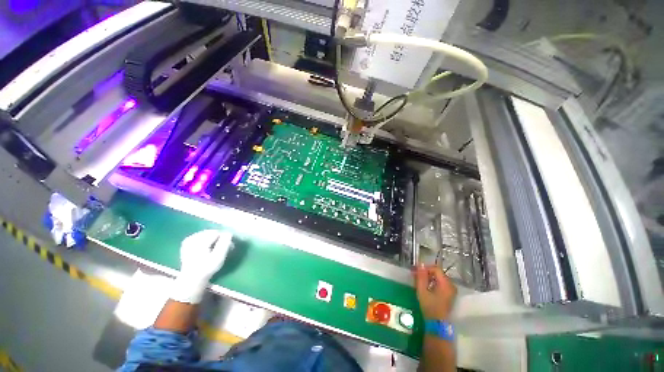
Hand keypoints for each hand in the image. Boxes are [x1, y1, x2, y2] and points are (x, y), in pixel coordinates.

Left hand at [171, 230, 232, 303]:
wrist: (191, 279)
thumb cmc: (207, 269)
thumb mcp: (218, 257)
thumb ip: (224, 244)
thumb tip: (228, 233)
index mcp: (199, 242)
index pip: (217, 233)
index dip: (225, 238)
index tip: (229, 247)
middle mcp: (192, 238)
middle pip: (211, 232)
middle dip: (219, 238)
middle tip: (223, 248)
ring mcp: (188, 240)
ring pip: (207, 234)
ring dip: (214, 239)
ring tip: (216, 249)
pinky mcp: (187, 242)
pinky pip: (201, 236)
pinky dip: (207, 240)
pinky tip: (207, 248)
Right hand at [414, 264, 456, 320]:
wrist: (437, 324)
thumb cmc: (429, 307)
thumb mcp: (422, 290)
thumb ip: (421, 276)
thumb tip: (420, 264)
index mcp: (446, 283)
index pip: (436, 269)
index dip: (425, 268)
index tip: (416, 272)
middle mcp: (451, 285)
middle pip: (438, 273)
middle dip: (427, 273)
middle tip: (417, 277)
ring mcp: (452, 291)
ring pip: (439, 278)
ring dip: (429, 278)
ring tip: (420, 282)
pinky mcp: (450, 295)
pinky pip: (441, 284)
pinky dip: (433, 283)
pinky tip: (427, 288)